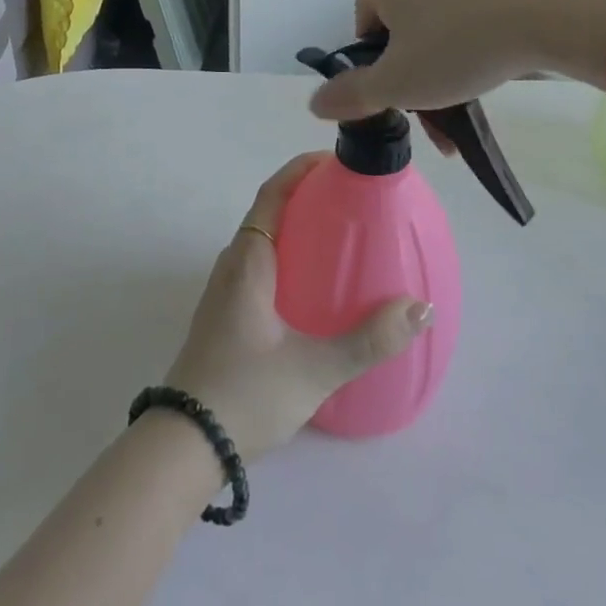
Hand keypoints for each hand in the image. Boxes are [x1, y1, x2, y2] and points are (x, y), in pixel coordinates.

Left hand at [163, 154, 433, 460]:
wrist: (184, 444)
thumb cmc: (245, 394)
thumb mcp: (314, 369)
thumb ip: (368, 340)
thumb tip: (420, 308)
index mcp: (248, 260)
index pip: (272, 194)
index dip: (300, 170)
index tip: (335, 160)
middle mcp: (232, 265)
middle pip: (269, 212)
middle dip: (306, 197)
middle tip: (351, 198)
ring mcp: (224, 291)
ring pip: (263, 241)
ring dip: (295, 227)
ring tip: (339, 236)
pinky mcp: (225, 315)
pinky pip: (260, 267)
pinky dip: (288, 256)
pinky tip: (314, 286)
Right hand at [309, 0, 605, 124]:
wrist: (553, 5)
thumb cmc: (459, 43)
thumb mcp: (398, 82)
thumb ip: (351, 95)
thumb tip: (315, 103)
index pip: (365, 34)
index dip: (385, 73)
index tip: (414, 95)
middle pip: (402, 27)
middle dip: (419, 72)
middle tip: (444, 105)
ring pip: (438, 19)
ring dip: (449, 62)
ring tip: (476, 90)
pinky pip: (471, 4)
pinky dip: (477, 35)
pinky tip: (500, 59)